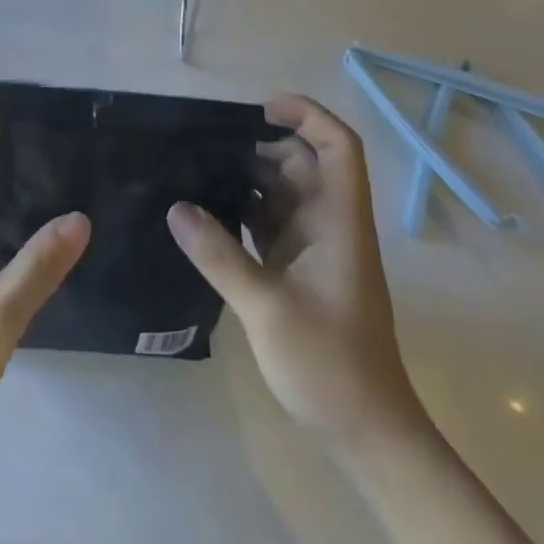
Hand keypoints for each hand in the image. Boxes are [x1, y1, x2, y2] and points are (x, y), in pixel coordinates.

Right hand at [168, 94, 428, 460]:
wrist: (367, 433)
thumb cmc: (330, 365)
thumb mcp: (267, 308)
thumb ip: (219, 255)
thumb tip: (176, 207)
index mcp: (339, 222)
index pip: (339, 148)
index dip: (308, 116)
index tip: (260, 110)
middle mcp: (329, 226)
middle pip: (303, 164)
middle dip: (261, 146)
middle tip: (205, 145)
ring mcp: (314, 249)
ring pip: (283, 193)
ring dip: (247, 179)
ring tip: (195, 169)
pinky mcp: (297, 271)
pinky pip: (269, 224)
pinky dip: (242, 211)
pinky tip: (204, 213)